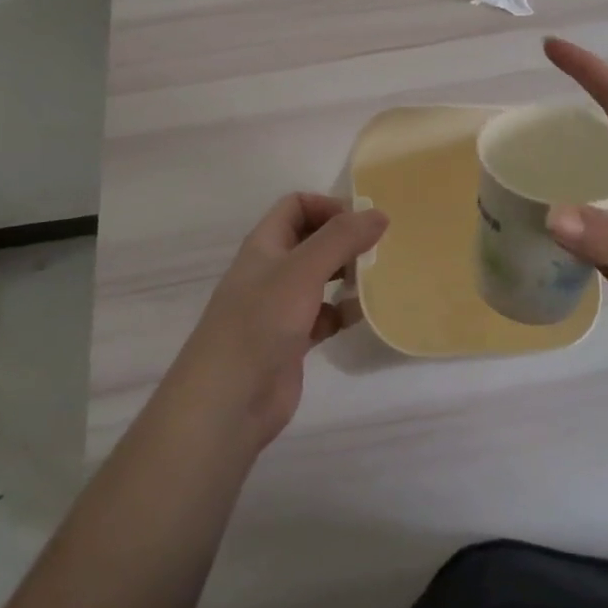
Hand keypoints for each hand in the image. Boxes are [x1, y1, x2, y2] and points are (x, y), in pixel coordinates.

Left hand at [168, 193, 387, 451]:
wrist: (228, 401)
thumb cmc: (261, 322)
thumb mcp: (303, 270)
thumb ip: (341, 238)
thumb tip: (379, 213)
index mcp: (265, 244)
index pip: (296, 206)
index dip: (328, 206)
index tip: (362, 222)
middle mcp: (272, 270)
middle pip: (311, 240)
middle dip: (344, 240)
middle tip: (379, 249)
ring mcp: (280, 307)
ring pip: (320, 278)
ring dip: (347, 275)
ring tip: (377, 278)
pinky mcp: (291, 341)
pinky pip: (324, 316)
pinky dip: (343, 312)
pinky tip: (363, 315)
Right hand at [542, 37, 607, 383]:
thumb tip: (549, 215)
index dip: (585, 68)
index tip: (548, 47)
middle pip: (590, 139)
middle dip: (553, 129)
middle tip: (509, 136)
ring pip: (582, 181)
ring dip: (550, 176)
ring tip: (505, 180)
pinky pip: (581, 222)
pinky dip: (556, 219)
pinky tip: (526, 229)